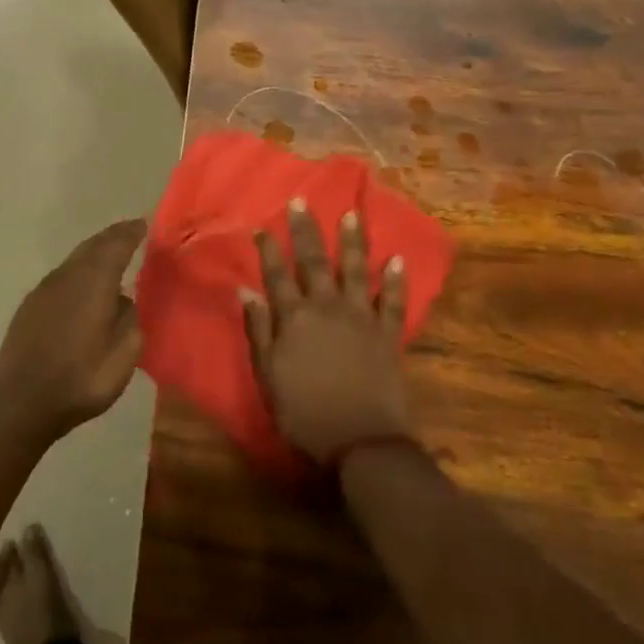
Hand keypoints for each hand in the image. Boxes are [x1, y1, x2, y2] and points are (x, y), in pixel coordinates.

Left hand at [0, 219, 146, 440]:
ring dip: (94, 253)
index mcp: (93, 282)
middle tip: (130, 232)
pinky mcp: (29, 306)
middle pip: (93, 246)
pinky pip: (61, 276)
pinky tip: (83, 286)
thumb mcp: (123, 355)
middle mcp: (67, 276)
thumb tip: (123, 301)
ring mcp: (44, 290)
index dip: (131, 233)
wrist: (20, 403)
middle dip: (112, 236)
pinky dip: (78, 271)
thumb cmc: (79, 380)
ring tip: (110, 256)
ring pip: (74, 260)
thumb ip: (129, 320)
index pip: (116, 245)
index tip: (144, 224)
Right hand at [243, 200, 412, 463]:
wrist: (360, 441)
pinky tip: (398, 259)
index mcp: (294, 318)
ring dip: (354, 241)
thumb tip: (246, 291)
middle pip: (314, 262)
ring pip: (356, 270)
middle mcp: (327, 307)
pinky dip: (397, 280)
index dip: (269, 249)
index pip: (277, 275)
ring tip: (352, 214)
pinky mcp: (388, 333)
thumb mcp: (268, 376)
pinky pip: (394, 301)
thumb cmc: (304, 413)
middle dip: (306, 230)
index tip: (262, 226)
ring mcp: (362, 317)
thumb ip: (259, 330)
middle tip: (302, 202)